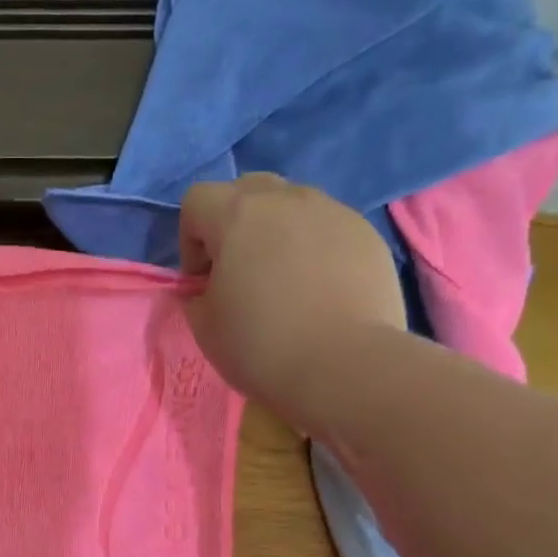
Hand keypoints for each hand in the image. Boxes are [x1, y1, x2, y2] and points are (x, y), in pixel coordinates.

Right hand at [177, 175, 405, 409]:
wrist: (344, 366)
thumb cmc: (260, 345)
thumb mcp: (203, 326)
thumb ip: (197, 294)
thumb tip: (209, 286)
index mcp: (237, 215)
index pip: (197, 200)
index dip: (190, 240)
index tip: (201, 281)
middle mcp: (286, 199)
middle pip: (247, 190)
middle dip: (234, 226)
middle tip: (238, 273)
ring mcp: (333, 212)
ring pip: (292, 206)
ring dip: (277, 234)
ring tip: (284, 283)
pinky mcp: (367, 235)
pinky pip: (328, 229)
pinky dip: (315, 250)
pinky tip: (319, 293)